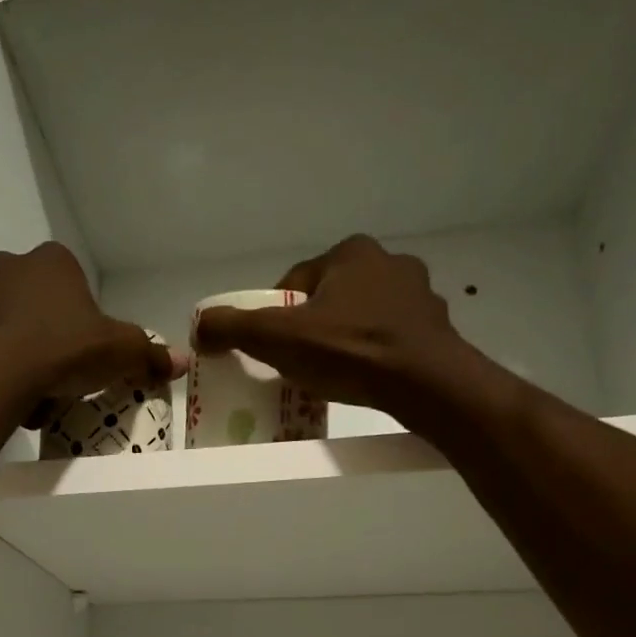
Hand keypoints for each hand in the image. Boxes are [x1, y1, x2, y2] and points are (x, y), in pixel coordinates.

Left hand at [0, 241, 185, 425]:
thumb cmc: (63, 349)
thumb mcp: (121, 352)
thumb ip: (150, 355)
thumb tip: (182, 362)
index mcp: (51, 260)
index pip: (75, 283)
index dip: (86, 320)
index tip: (90, 352)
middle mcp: (7, 268)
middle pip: (40, 305)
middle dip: (52, 337)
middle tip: (66, 373)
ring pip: (10, 330)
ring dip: (26, 357)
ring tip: (40, 394)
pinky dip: (2, 374)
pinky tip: (15, 401)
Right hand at [192, 236, 463, 418]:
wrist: (427, 384)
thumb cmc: (350, 351)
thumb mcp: (278, 338)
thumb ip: (234, 327)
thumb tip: (199, 326)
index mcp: (351, 253)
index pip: (295, 283)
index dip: (275, 316)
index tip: (270, 348)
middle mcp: (389, 262)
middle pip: (329, 299)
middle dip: (310, 328)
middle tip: (297, 364)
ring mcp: (419, 295)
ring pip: (362, 317)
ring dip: (343, 340)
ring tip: (331, 374)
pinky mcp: (436, 327)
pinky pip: (390, 338)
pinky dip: (373, 354)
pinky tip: (365, 378)